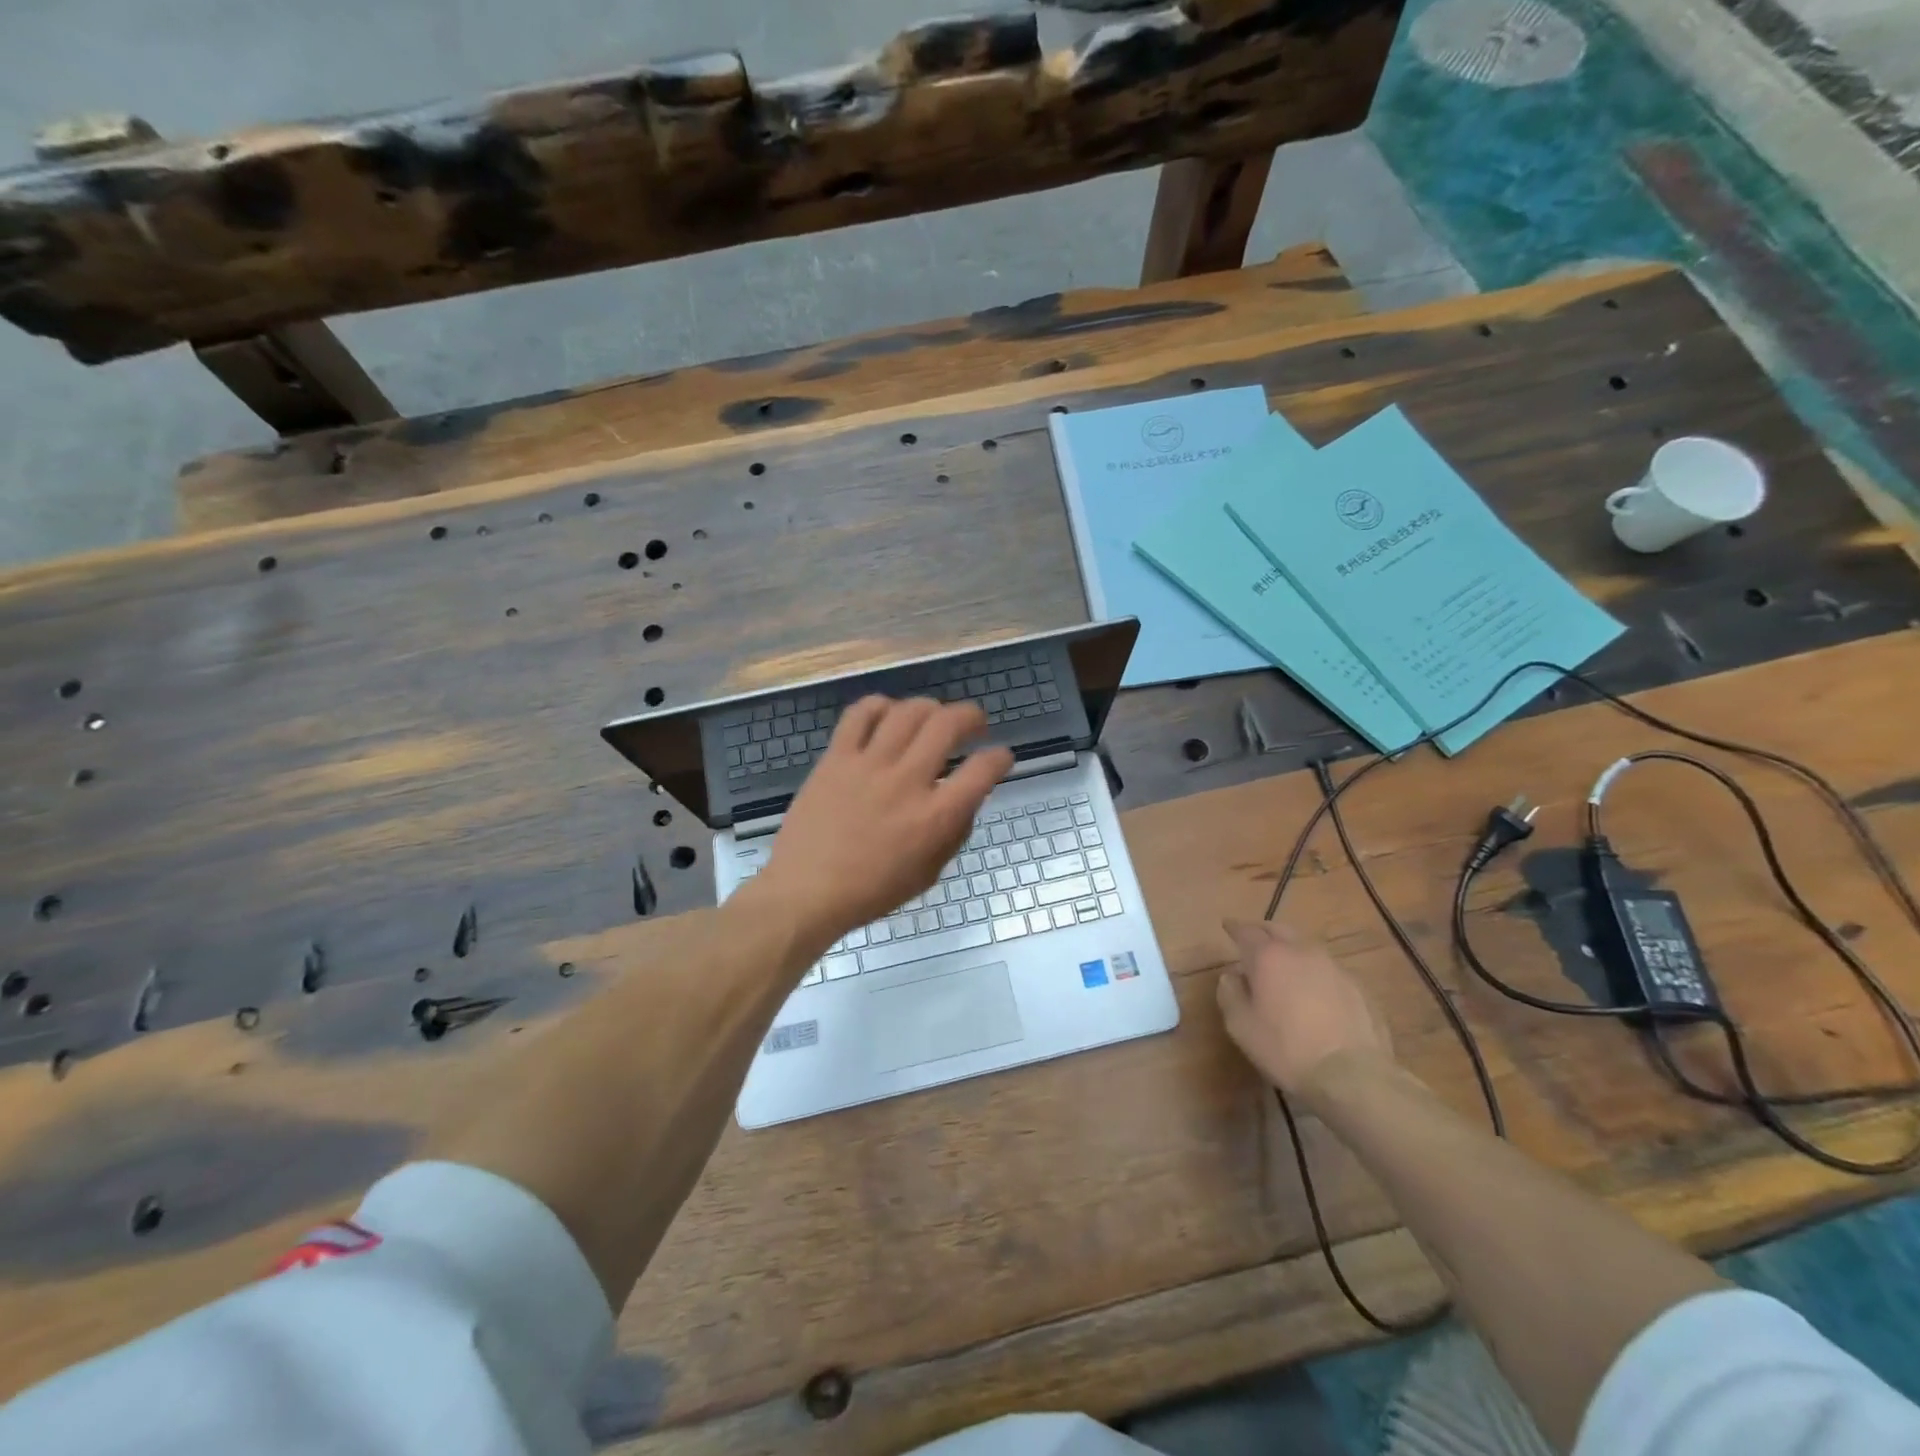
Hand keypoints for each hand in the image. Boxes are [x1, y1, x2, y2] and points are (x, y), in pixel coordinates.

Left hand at [752, 696, 1013, 945]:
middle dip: (971, 716)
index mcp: (935, 817)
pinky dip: (880, 705)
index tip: (1000, 757)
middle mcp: (907, 781)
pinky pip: (860, 714)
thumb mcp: (929, 873)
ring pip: (908, 711)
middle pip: (948, 724)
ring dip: (930, 707)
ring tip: (932, 717)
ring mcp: (869, 764)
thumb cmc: (872, 891)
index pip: (983, 770)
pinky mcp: (836, 757)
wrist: (807, 891)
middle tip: (974, 724)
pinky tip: (887, 715)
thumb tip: (966, 798)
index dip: (1000, 758)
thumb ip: (953, 832)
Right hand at [1216, 919, 1394, 1102]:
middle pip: (1279, 930)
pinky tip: (1314, 991)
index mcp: (1269, 957)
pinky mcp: (1358, 987)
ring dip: (1291, 950)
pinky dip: (1314, 972)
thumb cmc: (1286, 1049)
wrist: (1353, 1076)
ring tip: (1284, 964)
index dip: (1234, 928)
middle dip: (1263, 931)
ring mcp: (1334, 967)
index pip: (1246, 931)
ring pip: (1307, 947)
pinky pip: (1328, 970)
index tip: (1227, 925)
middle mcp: (1302, 952)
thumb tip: (1231, 977)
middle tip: (1254, 937)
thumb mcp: (1241, 1026)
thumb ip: (1230, 994)